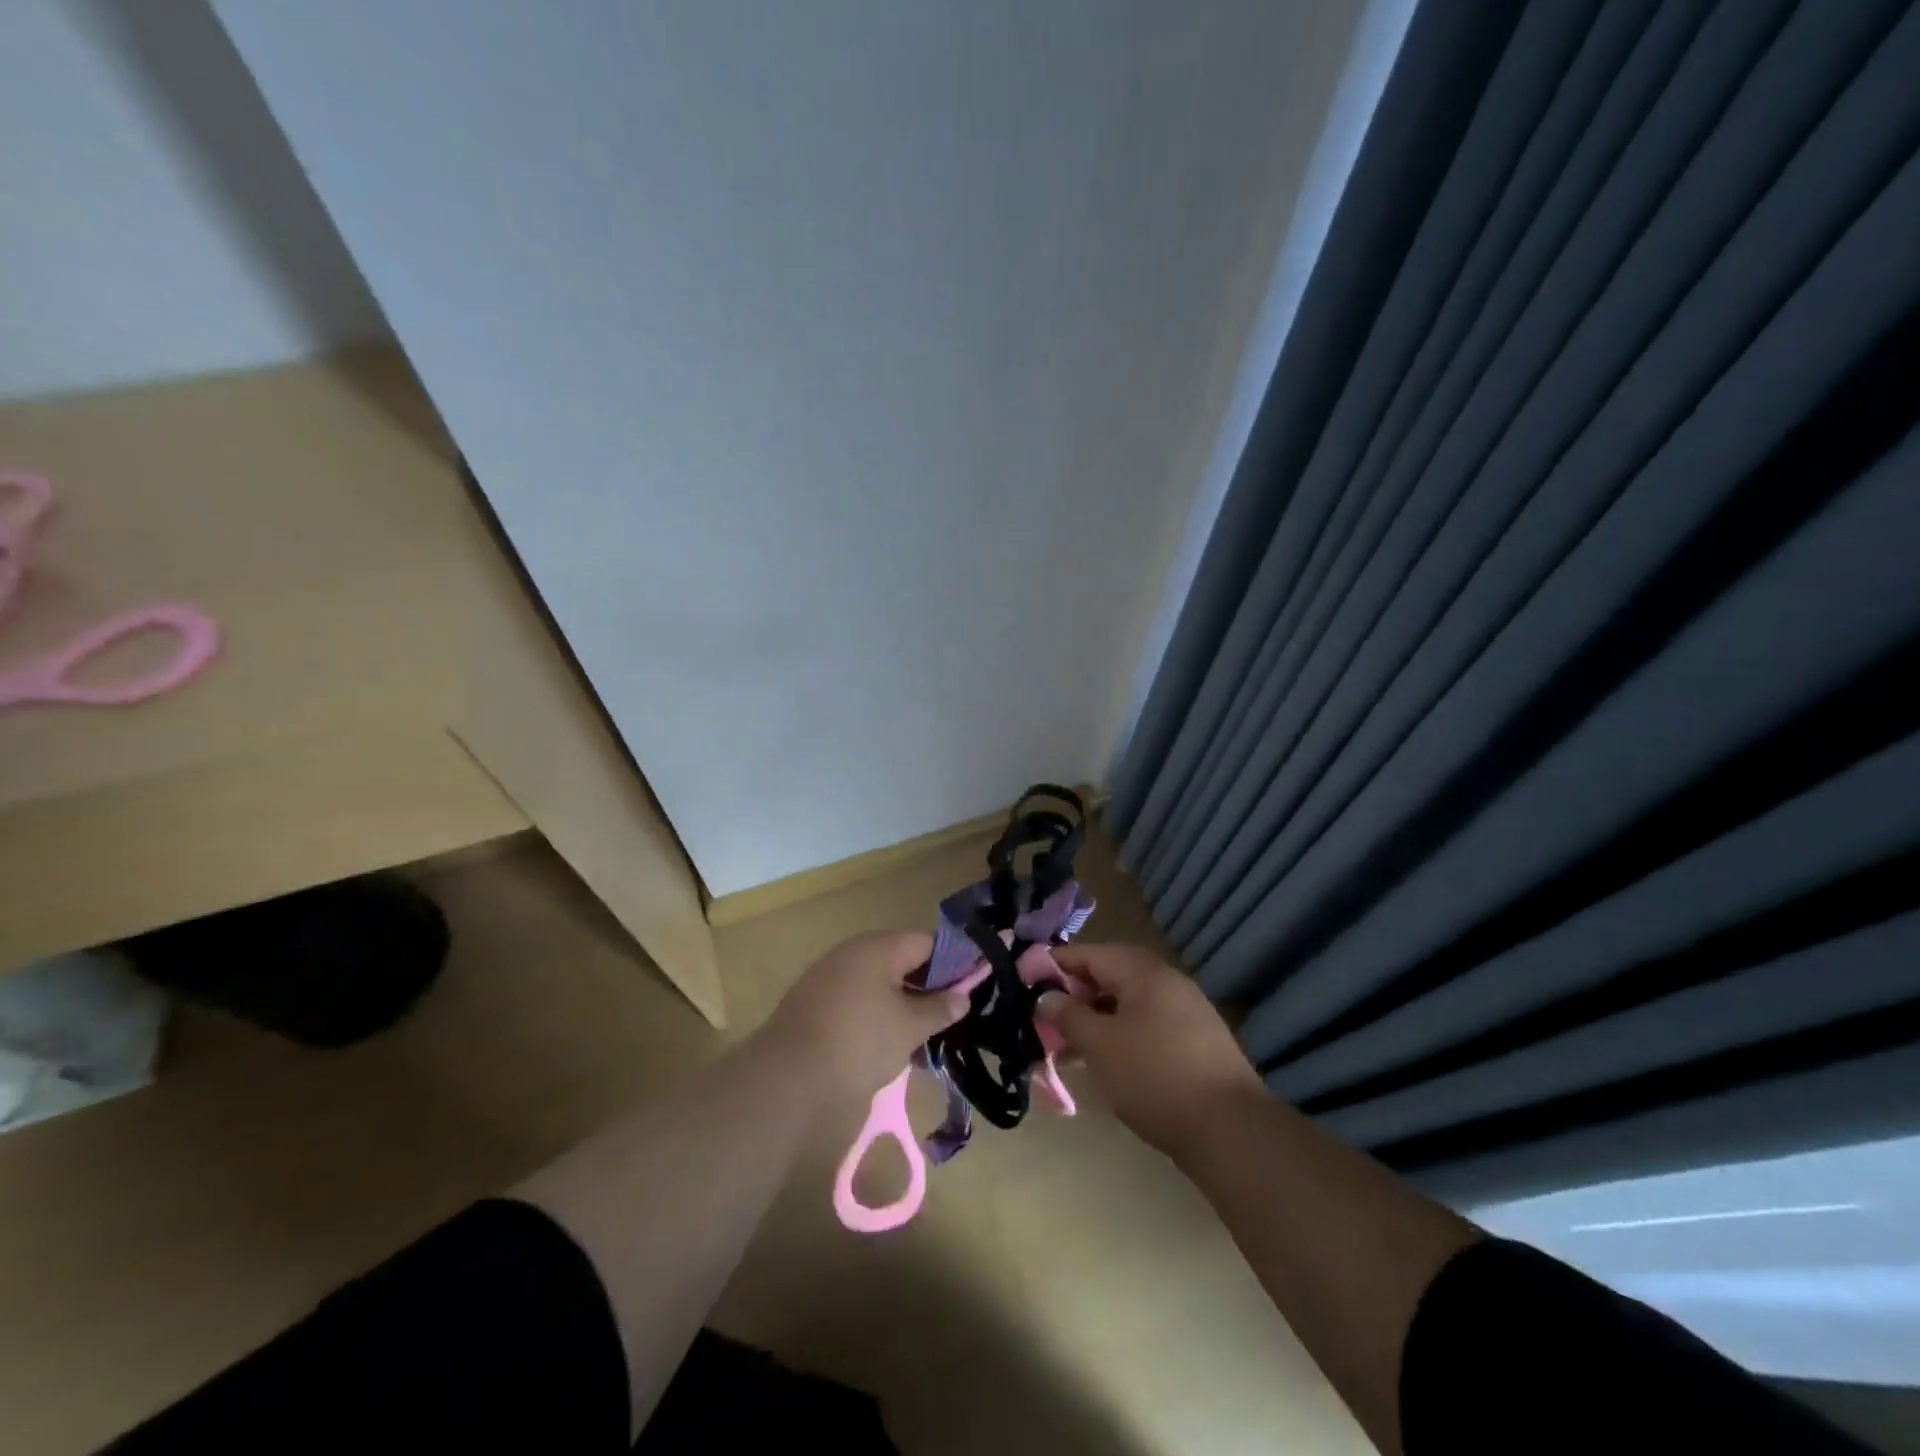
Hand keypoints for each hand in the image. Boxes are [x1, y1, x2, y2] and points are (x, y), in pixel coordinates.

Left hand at [762, 931, 969, 1101]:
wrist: (787, 1078)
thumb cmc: (859, 1042)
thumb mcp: (909, 1027)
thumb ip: (939, 1008)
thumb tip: (963, 995)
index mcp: (878, 947)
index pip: (926, 943)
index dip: (953, 962)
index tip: (972, 986)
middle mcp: (851, 954)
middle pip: (901, 961)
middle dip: (927, 986)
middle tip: (950, 1014)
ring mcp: (828, 978)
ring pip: (878, 984)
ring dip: (902, 1005)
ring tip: (922, 1036)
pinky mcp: (813, 1005)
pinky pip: (856, 1001)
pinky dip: (876, 1016)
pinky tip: (887, 1045)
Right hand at [1037, 942, 1262, 1157]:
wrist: (1231, 1131)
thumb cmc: (1155, 1077)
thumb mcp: (1100, 1045)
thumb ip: (1068, 1016)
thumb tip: (1046, 996)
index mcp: (1144, 973)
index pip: (1091, 953)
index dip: (1056, 963)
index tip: (1026, 979)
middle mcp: (1167, 982)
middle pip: (1111, 975)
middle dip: (1075, 993)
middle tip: (1046, 1015)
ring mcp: (1186, 1012)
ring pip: (1128, 1003)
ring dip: (1096, 1018)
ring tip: (1067, 1045)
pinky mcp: (1195, 1042)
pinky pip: (1146, 1025)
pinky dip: (1120, 1034)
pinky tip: (1104, 1062)